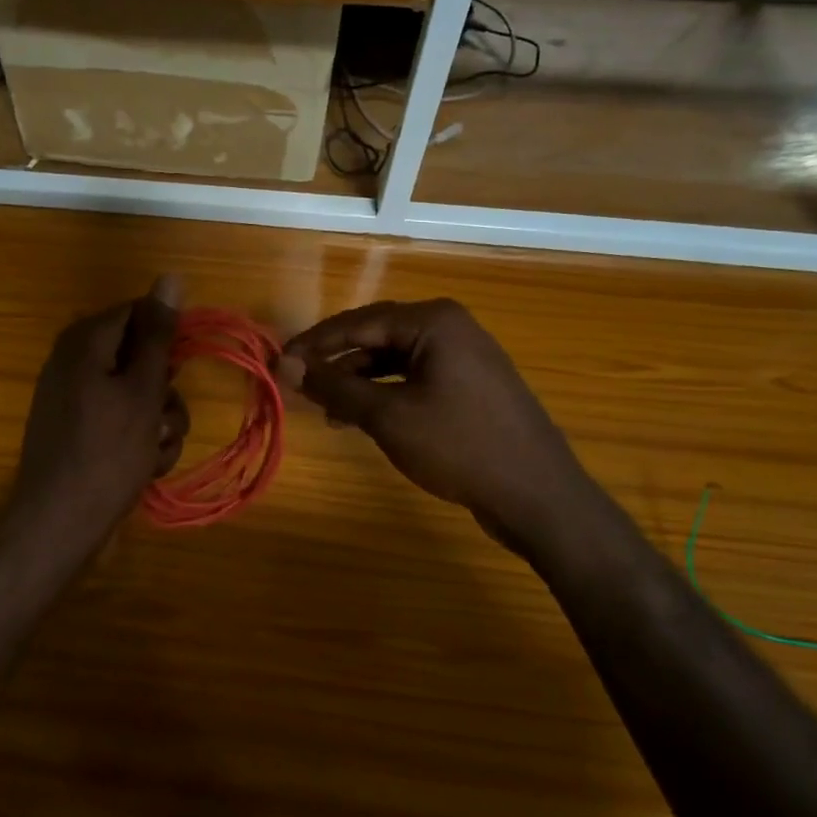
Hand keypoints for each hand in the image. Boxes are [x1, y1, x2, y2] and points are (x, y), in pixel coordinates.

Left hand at [9, 276, 189, 561]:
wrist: (59, 525)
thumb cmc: (107, 453)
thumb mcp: (142, 390)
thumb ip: (158, 334)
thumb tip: (170, 276)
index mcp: (84, 341)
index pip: (139, 313)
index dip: (167, 341)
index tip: (181, 372)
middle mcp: (74, 362)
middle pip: (140, 357)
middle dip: (164, 392)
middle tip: (164, 422)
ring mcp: (73, 398)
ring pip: (138, 394)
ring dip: (158, 423)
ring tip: (153, 453)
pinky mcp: (77, 430)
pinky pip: (121, 420)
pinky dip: (138, 441)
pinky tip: (141, 467)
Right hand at [283, 299, 595, 552]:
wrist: (538, 495)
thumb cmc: (459, 446)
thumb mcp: (388, 416)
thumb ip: (335, 386)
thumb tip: (286, 364)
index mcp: (433, 321)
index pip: (358, 321)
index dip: (315, 343)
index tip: (279, 362)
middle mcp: (450, 327)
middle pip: (377, 336)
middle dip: (336, 361)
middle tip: (298, 383)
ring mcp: (464, 356)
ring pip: (395, 360)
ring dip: (358, 381)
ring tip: (325, 408)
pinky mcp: (471, 385)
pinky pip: (415, 378)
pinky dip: (385, 394)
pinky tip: (362, 417)